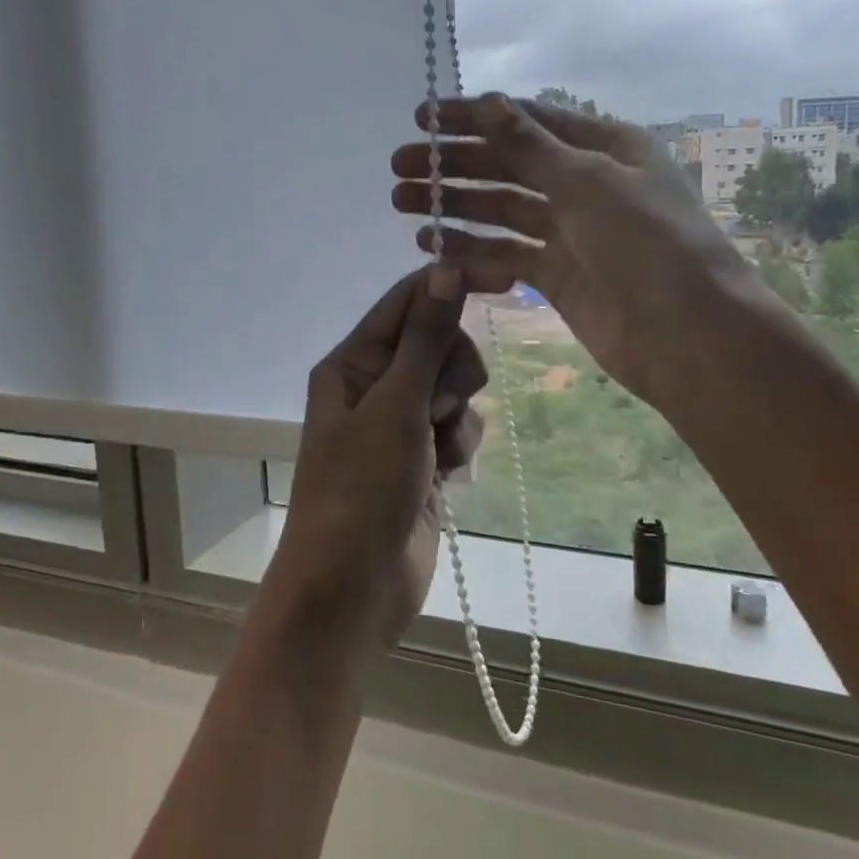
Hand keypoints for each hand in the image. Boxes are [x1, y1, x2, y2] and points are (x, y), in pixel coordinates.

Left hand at [261, 266, 486, 653]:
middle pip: (440, 342)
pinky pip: (459, 428)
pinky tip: (446, 476)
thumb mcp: (396, 406)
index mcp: (354, 362)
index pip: (409, 300)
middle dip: (453, 371)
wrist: (352, 590)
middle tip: (437, 405)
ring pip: (455, 388)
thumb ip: (426, 338)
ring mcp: (400, 424)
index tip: (506, 278)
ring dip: (458, 416)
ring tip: (437, 450)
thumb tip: (447, 269)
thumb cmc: (362, 489)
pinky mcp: (423, 459)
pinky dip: (459, 447)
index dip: (454, 283)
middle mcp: (375, 385)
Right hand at [391, 94, 758, 409]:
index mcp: (603, 147)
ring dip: (454, 206)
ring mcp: (571, 233)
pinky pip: (507, 254)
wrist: (688, 335)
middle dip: (454, 164)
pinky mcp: (558, 277)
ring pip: (502, 211)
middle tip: (399, 167)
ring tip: (403, 203)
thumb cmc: (647, 242)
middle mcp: (586, 184)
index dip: (472, 117)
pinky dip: (472, 250)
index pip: (526, 121)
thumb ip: (531, 145)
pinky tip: (433, 246)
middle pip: (508, 165)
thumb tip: (488, 101)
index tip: (420, 119)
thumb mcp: (588, 181)